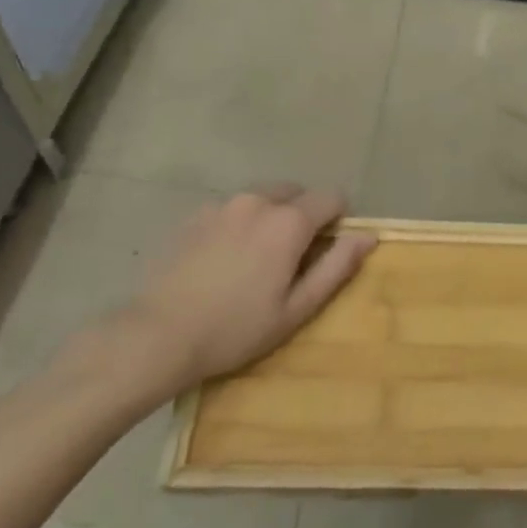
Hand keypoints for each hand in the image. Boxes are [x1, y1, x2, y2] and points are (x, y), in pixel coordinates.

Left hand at [78, 187, 376, 414]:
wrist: (158, 335)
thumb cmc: (236, 328)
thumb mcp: (296, 308)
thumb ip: (336, 267)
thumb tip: (368, 236)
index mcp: (288, 221)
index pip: (332, 197)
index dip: (338, 221)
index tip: (325, 252)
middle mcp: (258, 200)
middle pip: (296, 193)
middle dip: (303, 216)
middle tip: (290, 260)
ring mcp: (222, 204)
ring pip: (263, 198)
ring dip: (271, 218)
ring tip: (254, 262)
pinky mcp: (195, 215)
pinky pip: (232, 209)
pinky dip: (240, 224)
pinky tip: (223, 261)